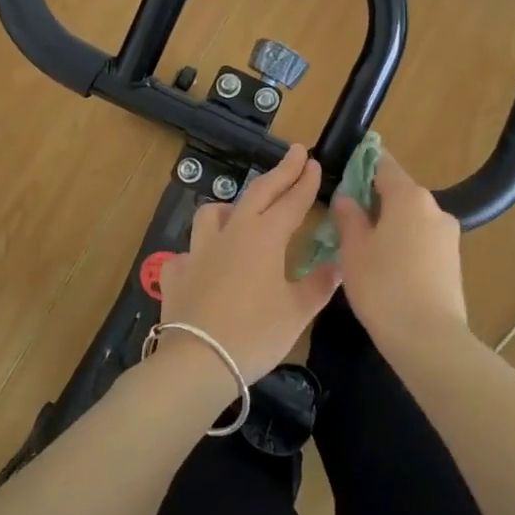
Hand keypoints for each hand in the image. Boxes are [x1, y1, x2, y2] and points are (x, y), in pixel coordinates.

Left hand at [155, 144, 341, 388]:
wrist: (197, 361)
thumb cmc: (255, 334)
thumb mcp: (296, 312)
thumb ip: (318, 285)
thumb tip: (338, 266)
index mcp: (265, 237)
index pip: (291, 201)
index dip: (305, 182)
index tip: (315, 162)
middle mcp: (231, 233)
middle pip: (258, 193)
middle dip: (280, 172)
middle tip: (295, 154)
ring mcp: (198, 250)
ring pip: (214, 213)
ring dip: (232, 205)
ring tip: (242, 211)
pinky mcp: (176, 272)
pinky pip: (189, 252)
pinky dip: (200, 252)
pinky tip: (206, 265)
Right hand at [329, 151, 466, 346]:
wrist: (429, 338)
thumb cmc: (383, 285)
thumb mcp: (353, 249)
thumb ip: (348, 217)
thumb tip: (346, 198)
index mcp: (409, 197)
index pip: (384, 164)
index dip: (362, 165)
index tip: (344, 173)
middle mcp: (434, 208)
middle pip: (399, 193)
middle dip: (374, 200)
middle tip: (346, 219)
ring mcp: (448, 236)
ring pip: (412, 219)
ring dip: (390, 225)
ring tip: (364, 249)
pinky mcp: (453, 262)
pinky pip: (423, 241)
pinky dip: (405, 245)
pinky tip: (387, 269)